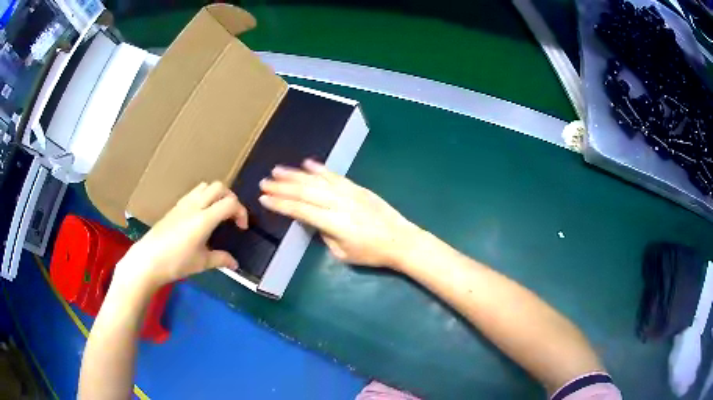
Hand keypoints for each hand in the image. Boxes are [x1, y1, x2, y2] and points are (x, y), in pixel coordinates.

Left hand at [115, 182, 247, 291]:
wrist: (148, 259)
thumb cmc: (176, 262)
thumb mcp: (202, 264)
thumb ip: (221, 259)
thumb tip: (235, 264)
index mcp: (204, 219)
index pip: (230, 203)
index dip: (242, 212)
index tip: (242, 228)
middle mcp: (195, 205)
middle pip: (219, 187)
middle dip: (231, 198)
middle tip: (231, 216)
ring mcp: (183, 204)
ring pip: (205, 186)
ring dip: (216, 195)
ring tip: (217, 213)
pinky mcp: (175, 207)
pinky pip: (194, 193)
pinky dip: (204, 198)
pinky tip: (200, 216)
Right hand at [259, 159, 420, 267]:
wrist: (400, 240)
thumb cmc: (371, 253)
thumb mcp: (342, 254)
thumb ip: (324, 236)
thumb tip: (314, 221)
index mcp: (333, 223)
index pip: (300, 210)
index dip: (280, 204)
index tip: (264, 198)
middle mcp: (339, 203)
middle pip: (305, 191)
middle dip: (282, 186)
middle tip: (264, 181)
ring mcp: (349, 192)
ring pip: (317, 180)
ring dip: (295, 174)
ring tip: (278, 170)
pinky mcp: (357, 188)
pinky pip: (335, 176)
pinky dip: (320, 169)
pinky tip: (307, 163)